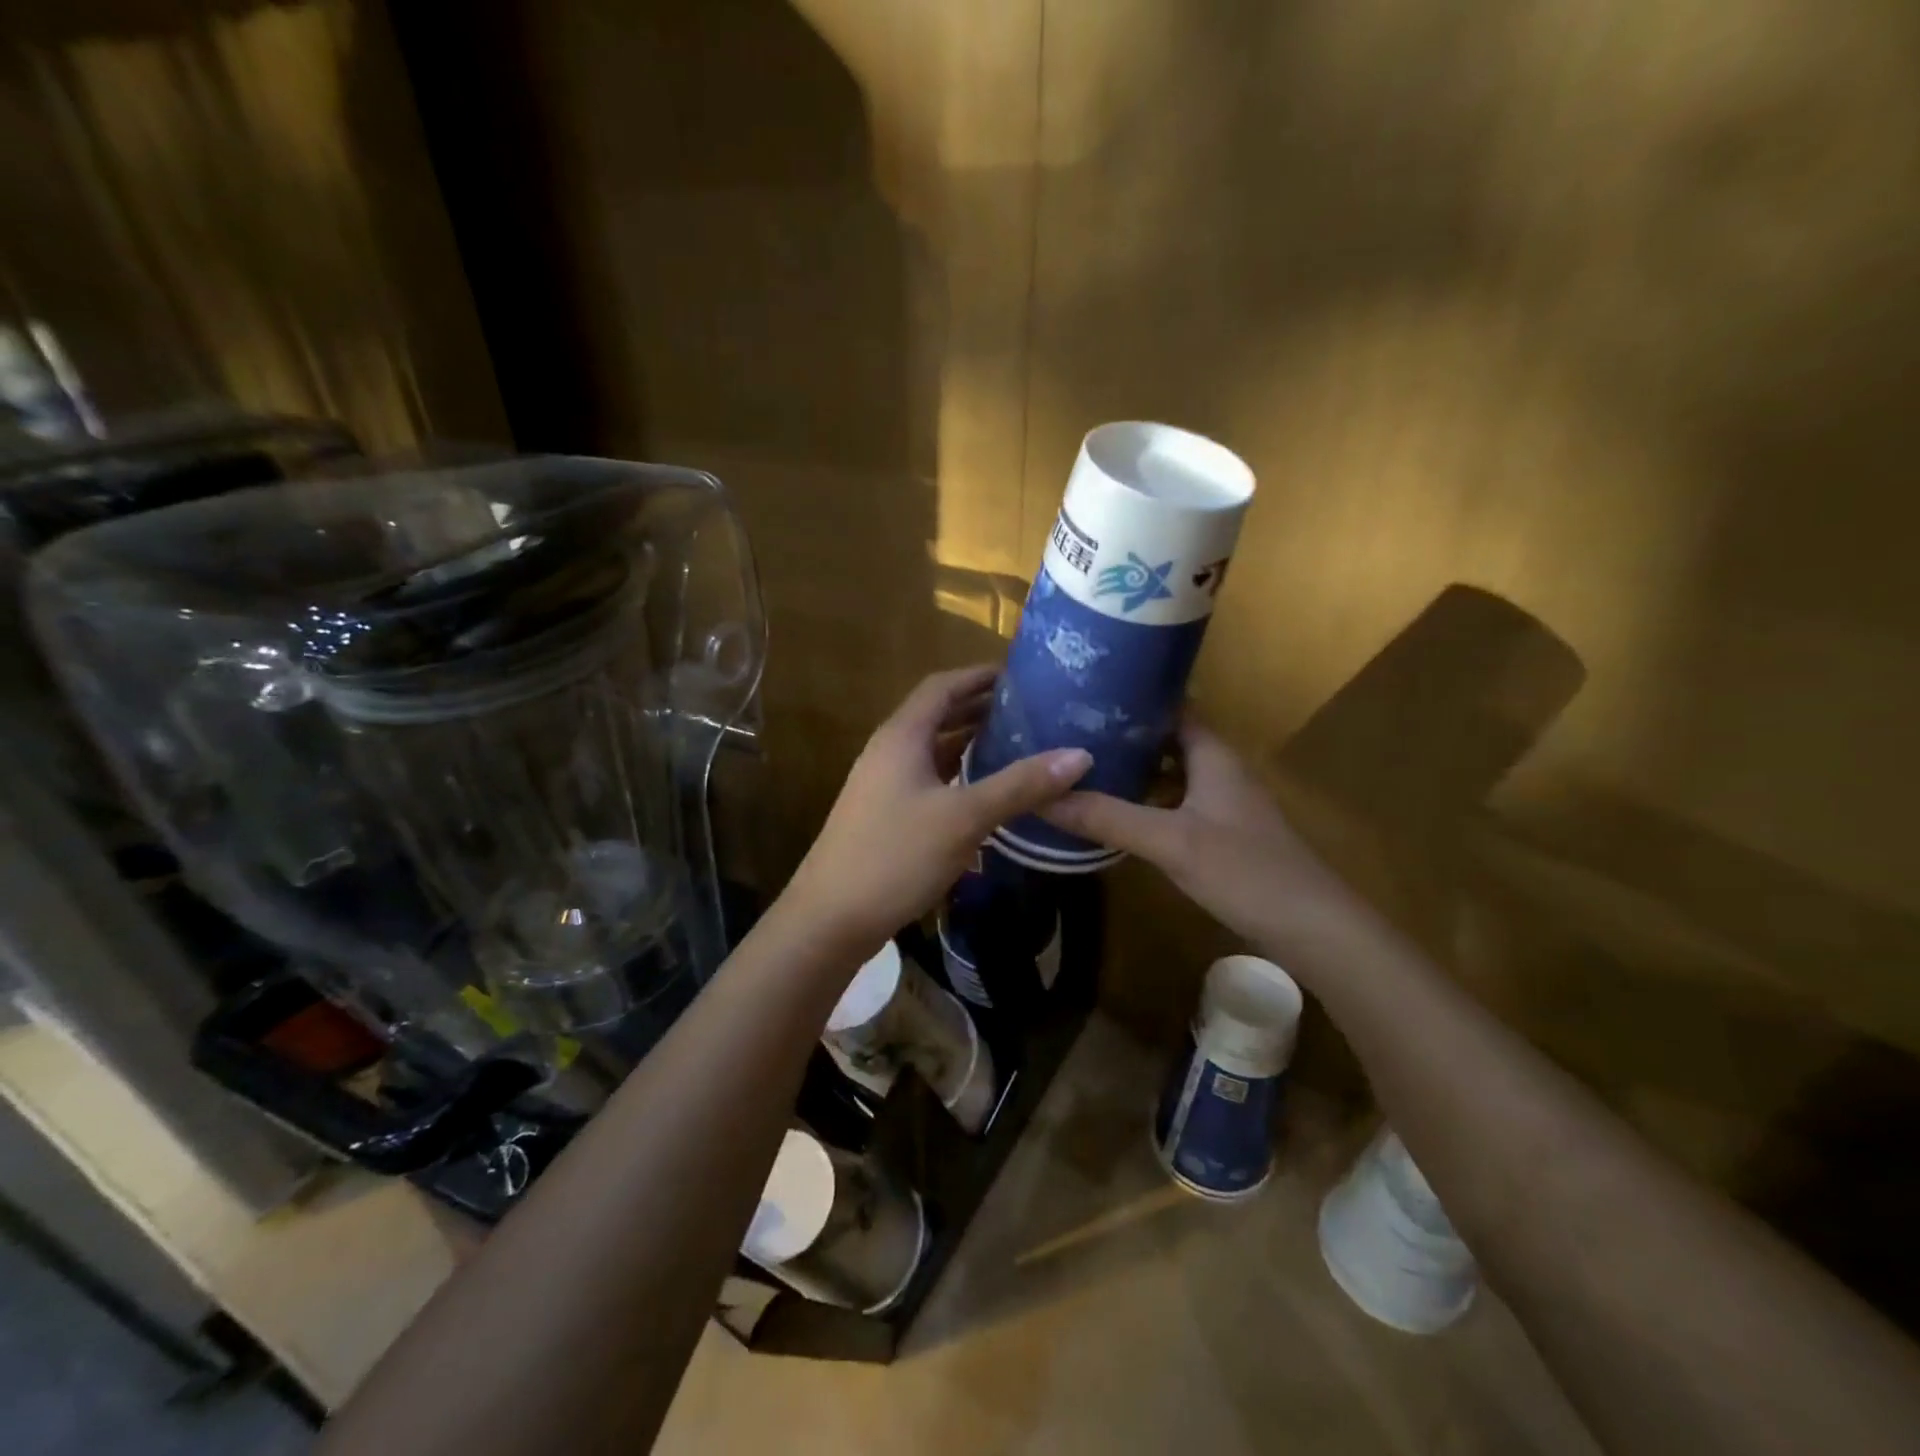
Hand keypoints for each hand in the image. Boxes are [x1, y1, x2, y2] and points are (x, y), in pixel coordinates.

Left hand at [780, 666, 1091, 955]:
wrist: (829, 919)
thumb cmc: (895, 856)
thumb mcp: (964, 818)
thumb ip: (1020, 785)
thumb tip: (1080, 754)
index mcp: (902, 737)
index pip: (942, 686)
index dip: (979, 676)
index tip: (1021, 677)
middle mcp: (889, 752)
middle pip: (937, 715)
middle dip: (980, 709)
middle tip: (1030, 712)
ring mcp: (883, 785)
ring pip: (933, 751)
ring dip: (970, 744)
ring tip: (1017, 745)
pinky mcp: (885, 815)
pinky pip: (928, 780)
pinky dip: (958, 776)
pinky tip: (986, 793)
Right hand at [1041, 720, 1357, 959]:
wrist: (1312, 929)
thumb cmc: (1244, 871)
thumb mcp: (1170, 841)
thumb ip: (1107, 817)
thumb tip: (1041, 796)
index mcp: (1213, 754)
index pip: (1170, 706)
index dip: (1130, 697)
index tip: (1082, 693)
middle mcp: (1219, 769)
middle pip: (1166, 739)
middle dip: (1122, 735)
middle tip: (1067, 731)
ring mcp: (1222, 803)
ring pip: (1170, 773)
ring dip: (1132, 770)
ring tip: (1080, 767)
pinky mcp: (1221, 833)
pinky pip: (1175, 802)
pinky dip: (1145, 801)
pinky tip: (1115, 813)